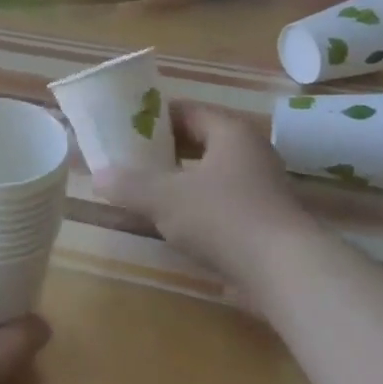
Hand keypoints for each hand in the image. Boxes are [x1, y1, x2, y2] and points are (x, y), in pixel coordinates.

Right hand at [95, 102, 305, 280]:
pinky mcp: (263, 220)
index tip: (124, 127)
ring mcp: (260, 188)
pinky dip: (195, 206)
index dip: (153, 117)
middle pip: (199, 142)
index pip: (187, 111)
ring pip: (209, 174)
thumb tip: (97, 176)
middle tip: (128, 158)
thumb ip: (129, 184)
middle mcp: (249, 153)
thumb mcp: (164, 198)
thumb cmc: (223, 217)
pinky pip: (220, 202)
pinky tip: (172, 223)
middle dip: (163, 150)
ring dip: (178, 180)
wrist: (285, 271)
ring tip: (144, 190)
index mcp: (230, 133)